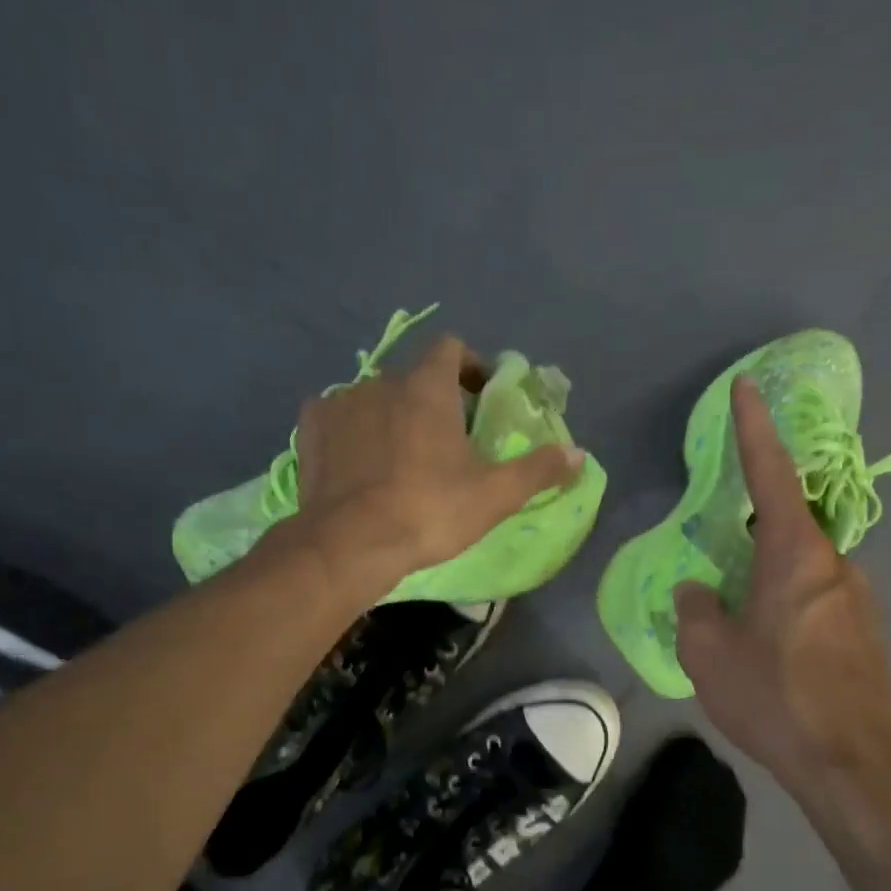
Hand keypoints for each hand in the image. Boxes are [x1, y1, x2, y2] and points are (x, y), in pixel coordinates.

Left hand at [291, 335, 583, 597]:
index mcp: (427, 387)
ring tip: (398, 460)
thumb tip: (579, 454)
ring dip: (390, 418)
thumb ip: (538, 470)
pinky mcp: (311, 430)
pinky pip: (336, 418)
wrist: (351, 542)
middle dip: (430, 401)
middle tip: (443, 442)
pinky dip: (351, 433)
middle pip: (413, 378)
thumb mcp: (494, 495)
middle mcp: (381, 382)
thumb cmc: (429, 511)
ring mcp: (341, 403)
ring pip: (373, 399)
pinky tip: (357, 463)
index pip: (451, 348)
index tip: (479, 396)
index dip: (469, 366)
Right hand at [674, 377, 890, 801]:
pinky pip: (816, 604)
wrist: (854, 763)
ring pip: (802, 572)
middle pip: (787, 529)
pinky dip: (788, 612)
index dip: (754, 429)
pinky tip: (772, 657)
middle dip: (751, 538)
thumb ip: (696, 609)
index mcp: (795, 554)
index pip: (771, 474)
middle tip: (720, 572)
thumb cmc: (775, 697)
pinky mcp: (867, 635)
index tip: (747, 386)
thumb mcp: (709, 653)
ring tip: (741, 631)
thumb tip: (701, 589)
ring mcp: (858, 600)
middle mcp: (835, 564)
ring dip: (768, 584)